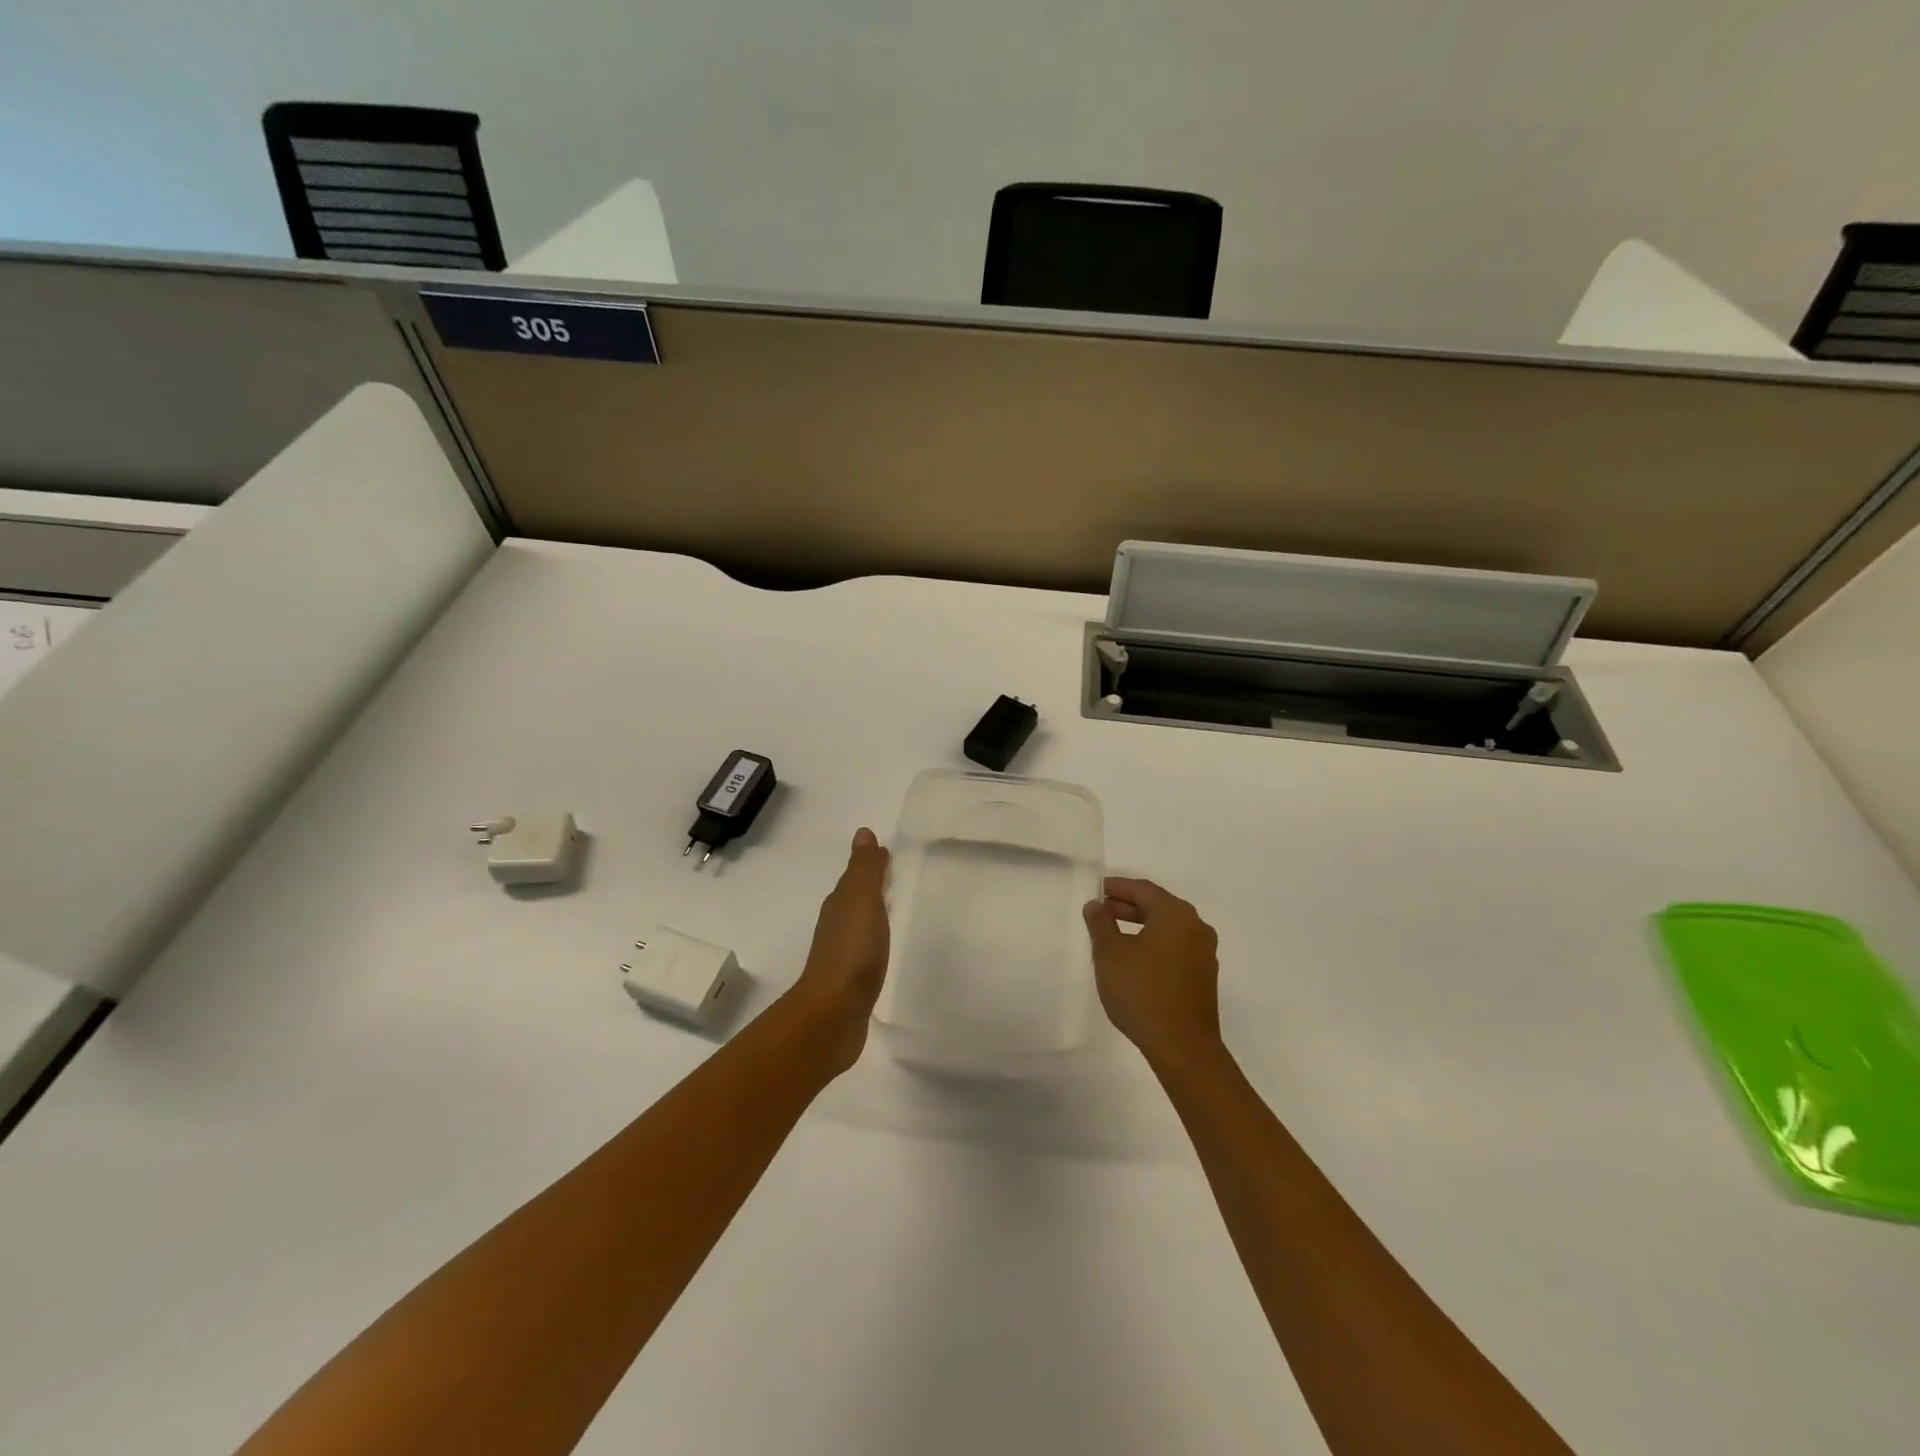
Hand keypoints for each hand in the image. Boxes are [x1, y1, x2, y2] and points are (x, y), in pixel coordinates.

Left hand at [790, 828, 890, 1072]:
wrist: (834, 1012)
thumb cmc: (852, 950)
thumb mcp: (861, 900)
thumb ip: (864, 869)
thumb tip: (863, 833)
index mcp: (839, 904)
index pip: (854, 878)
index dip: (869, 866)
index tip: (888, 855)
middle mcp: (836, 926)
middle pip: (854, 900)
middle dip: (870, 888)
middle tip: (894, 878)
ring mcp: (842, 956)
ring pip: (858, 926)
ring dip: (871, 916)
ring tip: (893, 911)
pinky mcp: (850, 983)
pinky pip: (864, 952)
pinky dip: (873, 943)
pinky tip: (883, 949)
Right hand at [1084, 877, 1222, 1073]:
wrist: (1183, 1047)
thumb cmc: (1142, 992)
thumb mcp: (1110, 954)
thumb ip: (1101, 923)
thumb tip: (1096, 905)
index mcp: (1176, 914)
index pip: (1144, 889)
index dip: (1119, 887)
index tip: (1099, 889)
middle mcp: (1196, 927)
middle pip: (1158, 906)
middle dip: (1128, 906)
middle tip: (1102, 910)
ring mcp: (1203, 953)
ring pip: (1167, 928)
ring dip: (1141, 926)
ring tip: (1113, 934)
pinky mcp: (1203, 977)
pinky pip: (1175, 948)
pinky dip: (1153, 944)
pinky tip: (1134, 958)